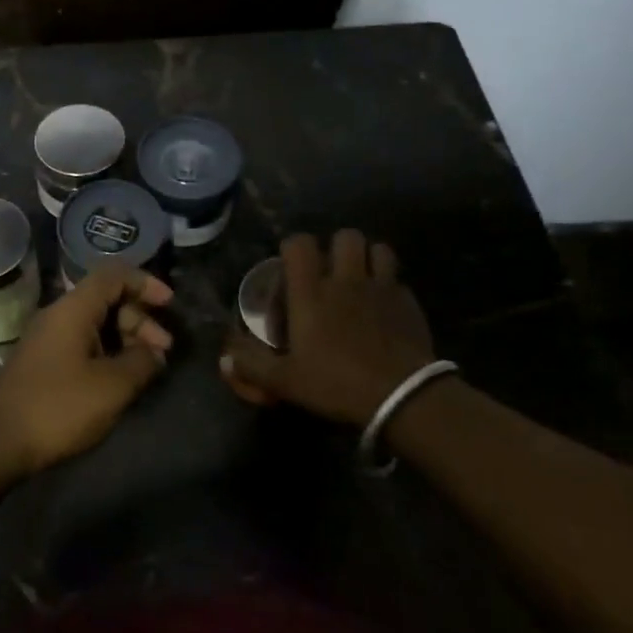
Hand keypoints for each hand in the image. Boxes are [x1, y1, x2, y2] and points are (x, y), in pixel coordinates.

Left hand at [0, 264, 174, 475]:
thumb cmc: (58, 406)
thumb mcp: (111, 386)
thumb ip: (141, 362)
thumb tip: (155, 353)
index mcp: (73, 309)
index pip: (113, 275)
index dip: (144, 283)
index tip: (169, 305)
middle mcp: (59, 315)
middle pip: (106, 300)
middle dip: (140, 319)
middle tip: (165, 350)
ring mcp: (49, 339)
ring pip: (96, 324)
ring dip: (126, 338)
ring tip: (149, 367)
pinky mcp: (45, 362)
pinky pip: (83, 343)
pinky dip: (108, 352)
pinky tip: (121, 378)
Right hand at [220, 231, 435, 426]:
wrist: (402, 396)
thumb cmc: (336, 383)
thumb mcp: (285, 381)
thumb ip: (252, 366)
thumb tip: (224, 359)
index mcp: (311, 292)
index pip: (300, 244)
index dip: (293, 247)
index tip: (291, 266)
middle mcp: (345, 280)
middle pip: (345, 236)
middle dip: (337, 246)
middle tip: (331, 271)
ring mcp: (381, 288)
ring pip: (378, 248)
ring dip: (368, 258)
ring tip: (360, 278)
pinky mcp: (409, 302)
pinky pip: (398, 279)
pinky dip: (390, 285)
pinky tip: (385, 307)